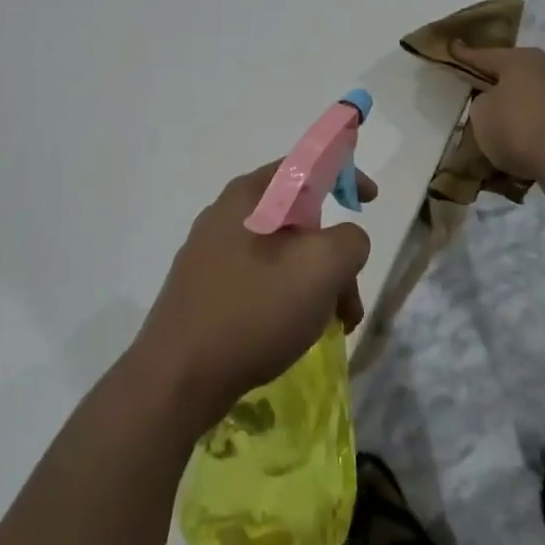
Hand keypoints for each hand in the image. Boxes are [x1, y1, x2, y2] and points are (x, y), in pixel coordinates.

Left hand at [130, 164, 375, 432]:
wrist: (175, 379)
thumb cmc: (252, 312)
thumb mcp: (320, 268)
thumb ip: (349, 240)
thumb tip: (344, 242)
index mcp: (249, 196)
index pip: (305, 165)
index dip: (344, 175)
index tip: (369, 201)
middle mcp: (226, 214)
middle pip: (298, 218)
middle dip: (334, 254)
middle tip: (350, 297)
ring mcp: (210, 253)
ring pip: (282, 254)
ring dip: (316, 283)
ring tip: (333, 326)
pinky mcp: (204, 288)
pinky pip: (260, 279)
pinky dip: (288, 297)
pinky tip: (296, 333)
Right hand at [451, 44, 544, 208]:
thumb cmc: (519, 126)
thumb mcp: (482, 114)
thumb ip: (482, 104)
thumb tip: (495, 105)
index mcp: (522, 60)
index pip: (484, 56)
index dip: (465, 56)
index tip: (452, 48)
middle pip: (513, 80)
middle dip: (496, 91)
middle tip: (476, 102)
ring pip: (531, 106)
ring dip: (516, 119)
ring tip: (497, 140)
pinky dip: (532, 140)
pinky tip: (519, 158)